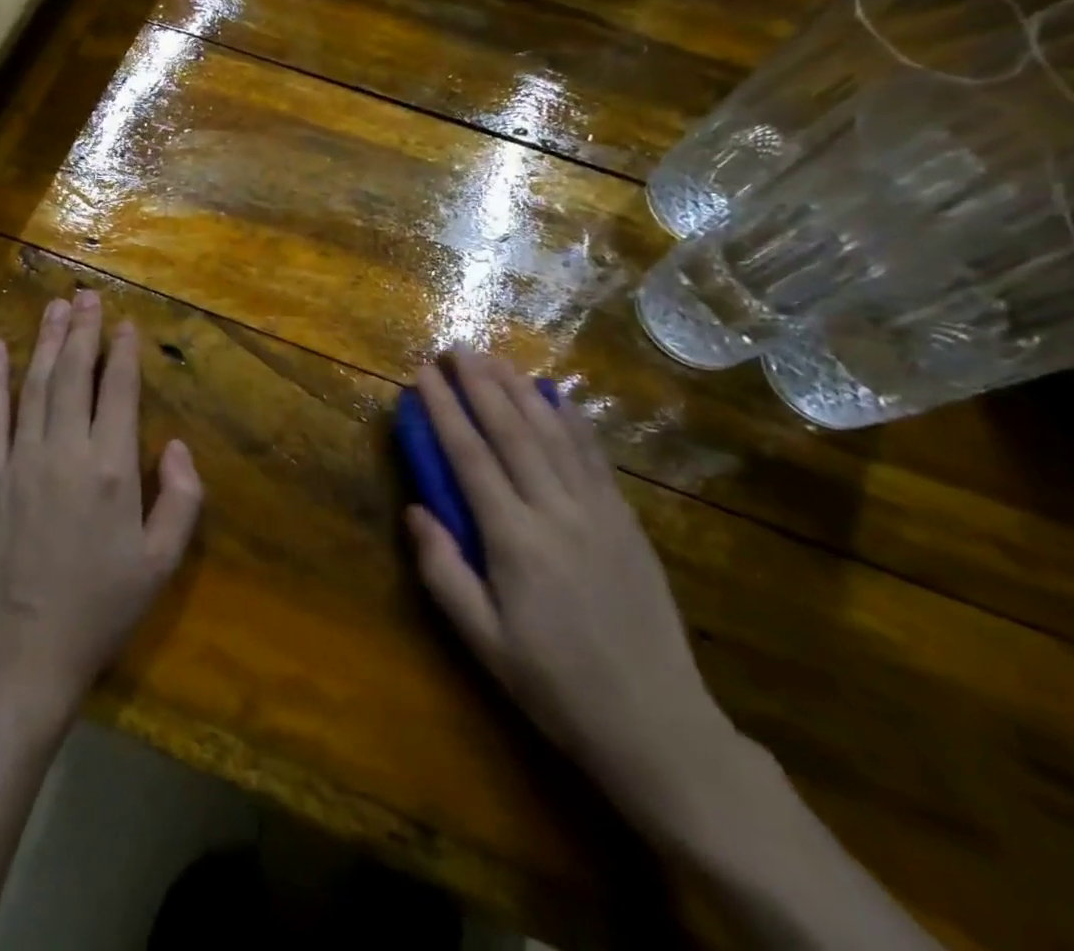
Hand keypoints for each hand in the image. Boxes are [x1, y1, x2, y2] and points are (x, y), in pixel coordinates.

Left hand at [0, 292, 203, 727]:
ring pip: (35, 386)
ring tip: (54, 307)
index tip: (124, 322)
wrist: (21, 659)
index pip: (119, 391)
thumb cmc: (100, 611)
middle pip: (75, 375)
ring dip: (45, 342)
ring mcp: (21, 462)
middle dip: (82, 331)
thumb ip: (181, 499)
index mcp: (113, 469)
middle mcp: (66, 452)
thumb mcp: (161, 563)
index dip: (122, 352)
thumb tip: (176, 446)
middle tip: (86, 295)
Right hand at [405, 350, 738, 837]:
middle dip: (480, 384)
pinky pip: (594, 457)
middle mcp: (557, 512)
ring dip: (520, 390)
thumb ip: (443, 572)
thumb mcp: (484, 641)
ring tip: (494, 357)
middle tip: (456, 347)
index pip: (471, 458)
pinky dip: (572, 419)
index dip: (445, 411)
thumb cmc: (556, 686)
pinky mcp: (626, 521)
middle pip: (512, 432)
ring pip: (553, 434)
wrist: (658, 725)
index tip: (424, 375)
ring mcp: (598, 512)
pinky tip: (556, 395)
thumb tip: (416, 510)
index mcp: (515, 541)